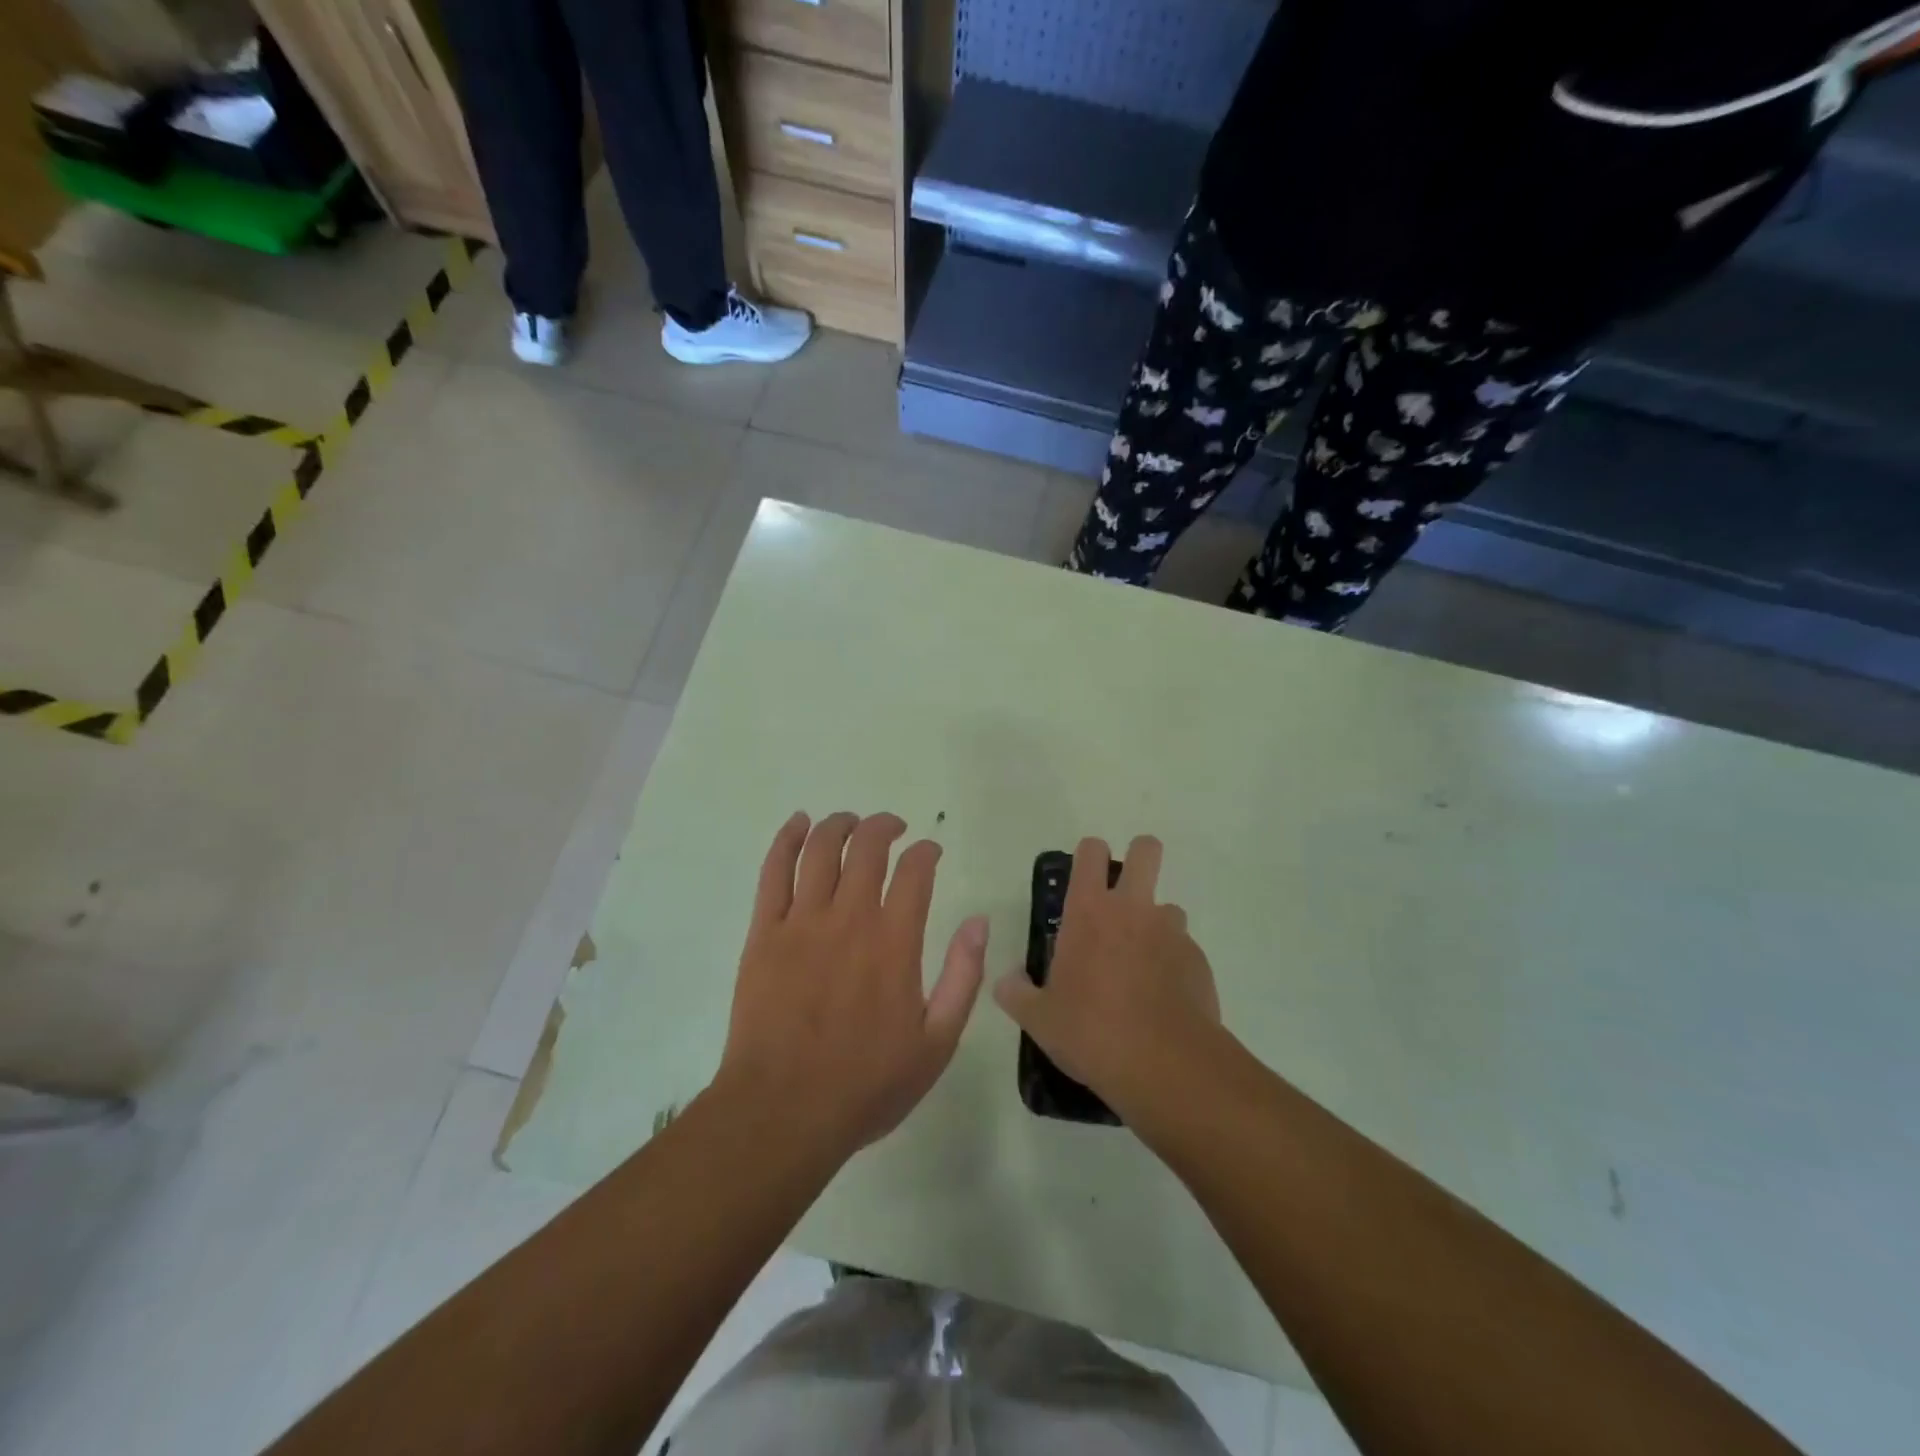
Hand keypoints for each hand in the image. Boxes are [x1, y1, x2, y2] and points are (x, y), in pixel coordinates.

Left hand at [716, 812, 986, 1158]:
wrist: (783, 1111)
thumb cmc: (866, 1084)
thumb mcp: (936, 1043)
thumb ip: (962, 977)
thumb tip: (977, 922)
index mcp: (894, 942)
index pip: (915, 871)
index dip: (926, 851)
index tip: (930, 852)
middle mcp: (850, 918)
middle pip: (867, 847)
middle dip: (885, 826)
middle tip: (893, 828)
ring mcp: (802, 922)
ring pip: (820, 849)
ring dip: (839, 824)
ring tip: (851, 821)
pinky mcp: (764, 933)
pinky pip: (774, 871)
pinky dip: (787, 839)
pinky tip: (798, 823)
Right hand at [994, 835, 1219, 1119]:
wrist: (1165, 1065)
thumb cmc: (1091, 1031)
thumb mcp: (1038, 1018)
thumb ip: (1016, 993)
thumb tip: (1007, 981)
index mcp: (1089, 911)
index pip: (1091, 852)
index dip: (1090, 855)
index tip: (1085, 877)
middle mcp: (1133, 909)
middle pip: (1146, 850)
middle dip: (1139, 858)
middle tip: (1124, 895)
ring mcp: (1171, 932)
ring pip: (1168, 907)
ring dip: (1155, 925)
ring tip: (1141, 965)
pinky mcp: (1198, 960)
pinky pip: (1184, 949)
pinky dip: (1173, 964)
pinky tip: (1162, 999)